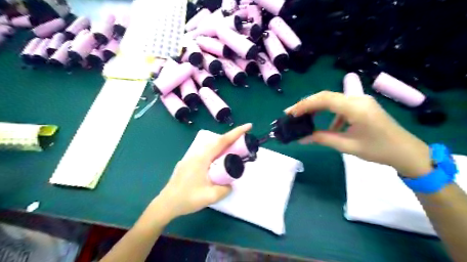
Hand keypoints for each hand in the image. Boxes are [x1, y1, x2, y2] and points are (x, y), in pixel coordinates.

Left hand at [155, 123, 251, 220]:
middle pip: (217, 142)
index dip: (236, 133)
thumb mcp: (210, 196)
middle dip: (232, 138)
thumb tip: (230, 184)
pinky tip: (218, 161)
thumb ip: (225, 189)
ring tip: (234, 151)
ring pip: (211, 147)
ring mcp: (191, 158)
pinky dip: (216, 152)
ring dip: (223, 146)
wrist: (166, 204)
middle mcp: (196, 154)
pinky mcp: (189, 163)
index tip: (248, 126)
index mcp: (202, 158)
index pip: (222, 141)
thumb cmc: (187, 199)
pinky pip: (206, 153)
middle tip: (244, 141)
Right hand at [287, 90, 431, 177]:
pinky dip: (330, 114)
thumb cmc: (379, 150)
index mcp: (356, 108)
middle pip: (326, 96)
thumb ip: (322, 139)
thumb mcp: (348, 146)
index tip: (291, 113)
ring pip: (332, 99)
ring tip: (304, 118)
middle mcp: (358, 99)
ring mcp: (361, 101)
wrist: (407, 152)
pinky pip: (341, 106)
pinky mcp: (362, 106)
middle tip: (292, 114)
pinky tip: (329, 127)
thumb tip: (302, 138)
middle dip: (307, 104)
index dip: (305, 104)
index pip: (324, 99)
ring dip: (316, 107)